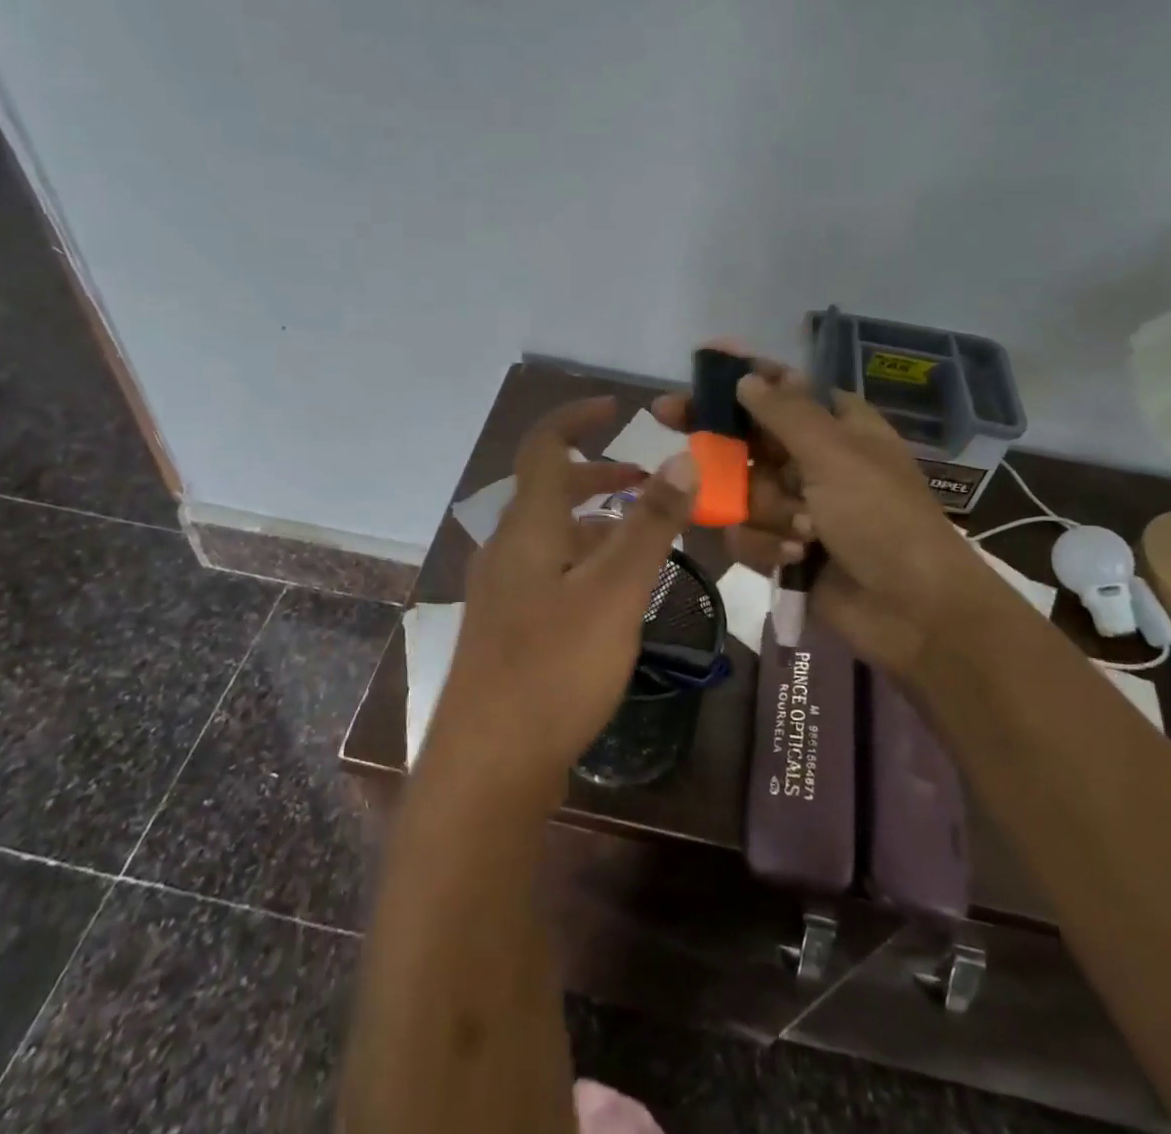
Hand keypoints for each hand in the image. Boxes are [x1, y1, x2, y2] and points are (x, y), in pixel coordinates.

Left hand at [423, 397, 698, 807]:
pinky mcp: (507, 626)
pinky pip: (547, 570)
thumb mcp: (614, 592)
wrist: (488, 764)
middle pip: (548, 490)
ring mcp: (502, 590)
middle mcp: (506, 548)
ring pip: (550, 534)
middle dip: (597, 475)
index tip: (615, 407)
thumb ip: (649, 525)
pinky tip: (610, 592)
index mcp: (526, 527)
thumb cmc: (554, 668)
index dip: (575, 418)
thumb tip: (682, 458)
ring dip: (593, 521)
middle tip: (646, 481)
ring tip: (640, 535)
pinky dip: (582, 559)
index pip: (544, 447)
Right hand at [654, 356, 991, 676]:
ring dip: (766, 511)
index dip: (743, 374)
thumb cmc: (882, 518)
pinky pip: (745, 533)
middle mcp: (810, 460)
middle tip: (667, 414)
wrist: (912, 611)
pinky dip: (769, 546)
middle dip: (719, 439)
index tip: (703, 360)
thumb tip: (746, 378)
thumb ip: (785, 413)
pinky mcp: (781, 546)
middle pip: (746, 435)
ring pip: (741, 490)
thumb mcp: (836, 455)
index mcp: (836, 426)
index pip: (781, 387)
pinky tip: (797, 557)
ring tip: (804, 531)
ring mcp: (794, 505)